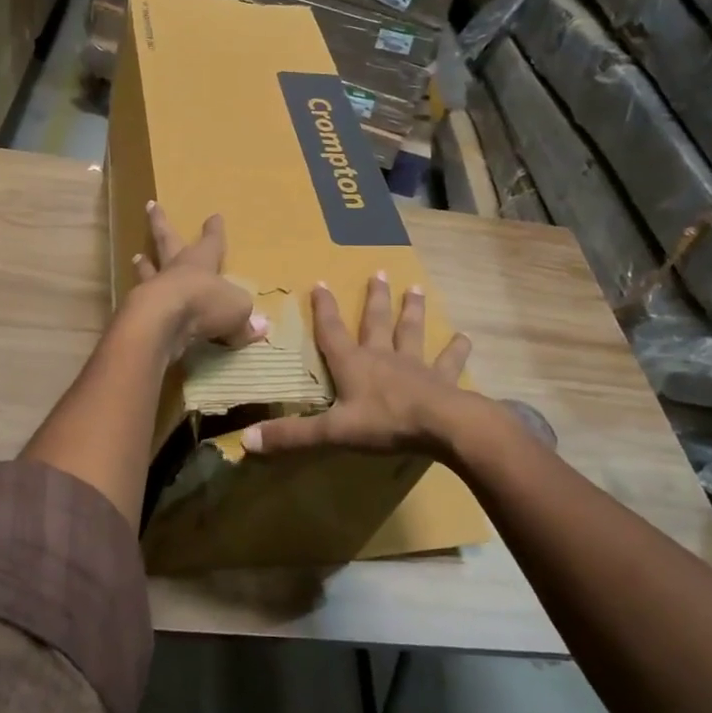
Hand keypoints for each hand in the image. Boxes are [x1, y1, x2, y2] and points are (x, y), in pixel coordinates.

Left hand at [128, 202, 266, 354]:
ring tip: (136, 257)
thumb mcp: (237, 310)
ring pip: (148, 270)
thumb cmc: (205, 304)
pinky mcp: (138, 308)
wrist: (163, 319)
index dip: (214, 231)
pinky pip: (140, 301)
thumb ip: (245, 320)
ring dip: (143, 264)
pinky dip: (138, 300)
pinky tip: (133, 302)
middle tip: (151, 205)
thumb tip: (259, 328)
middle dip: (161, 222)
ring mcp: (154, 286)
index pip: (212, 242)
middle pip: (167, 240)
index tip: (214, 215)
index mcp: (202, 262)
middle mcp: (176, 268)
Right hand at [242, 271, 472, 456]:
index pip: (332, 332)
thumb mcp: (332, 432)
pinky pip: (449, 362)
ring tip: (416, 289)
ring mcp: (416, 366)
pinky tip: (465, 338)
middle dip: (375, 298)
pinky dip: (456, 350)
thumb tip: (246, 440)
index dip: (323, 309)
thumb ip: (292, 435)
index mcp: (353, 365)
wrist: (443, 426)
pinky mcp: (443, 380)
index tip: (320, 282)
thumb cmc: (385, 423)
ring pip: (411, 332)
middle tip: (379, 272)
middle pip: (376, 322)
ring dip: (412, 311)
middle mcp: (383, 357)